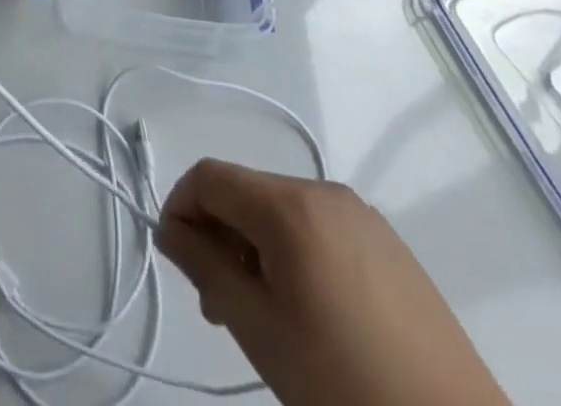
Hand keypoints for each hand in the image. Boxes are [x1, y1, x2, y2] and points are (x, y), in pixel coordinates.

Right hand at [158, 161, 508, 405]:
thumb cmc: (344, 386)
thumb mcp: (257, 329)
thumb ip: (203, 266)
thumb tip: (171, 230)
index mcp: (289, 204)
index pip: (208, 176)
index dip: (180, 208)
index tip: (177, 260)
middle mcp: (323, 191)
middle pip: (245, 191)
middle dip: (218, 234)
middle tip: (216, 305)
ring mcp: (361, 215)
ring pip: (280, 210)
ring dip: (253, 246)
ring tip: (259, 313)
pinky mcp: (389, 244)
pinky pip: (318, 228)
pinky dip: (293, 253)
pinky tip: (307, 310)